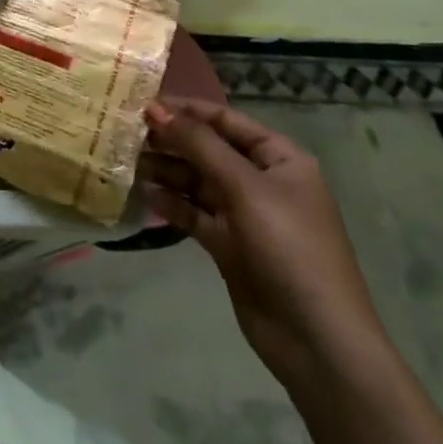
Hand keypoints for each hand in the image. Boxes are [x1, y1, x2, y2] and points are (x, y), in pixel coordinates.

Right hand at [143, 100, 387, 389]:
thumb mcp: (244, 187)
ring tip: (128, 162)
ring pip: (197, 181)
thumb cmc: (289, 248)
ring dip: (166, 171)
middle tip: (126, 132)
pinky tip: (145, 195)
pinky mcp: (229, 244)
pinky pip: (194, 213)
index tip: (143, 103)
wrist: (316, 340)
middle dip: (171, 140)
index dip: (186, 110)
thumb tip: (155, 109)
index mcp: (280, 159)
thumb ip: (198, 144)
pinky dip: (171, 203)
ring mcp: (245, 214)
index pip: (226, 120)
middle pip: (208, 149)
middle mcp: (262, 181)